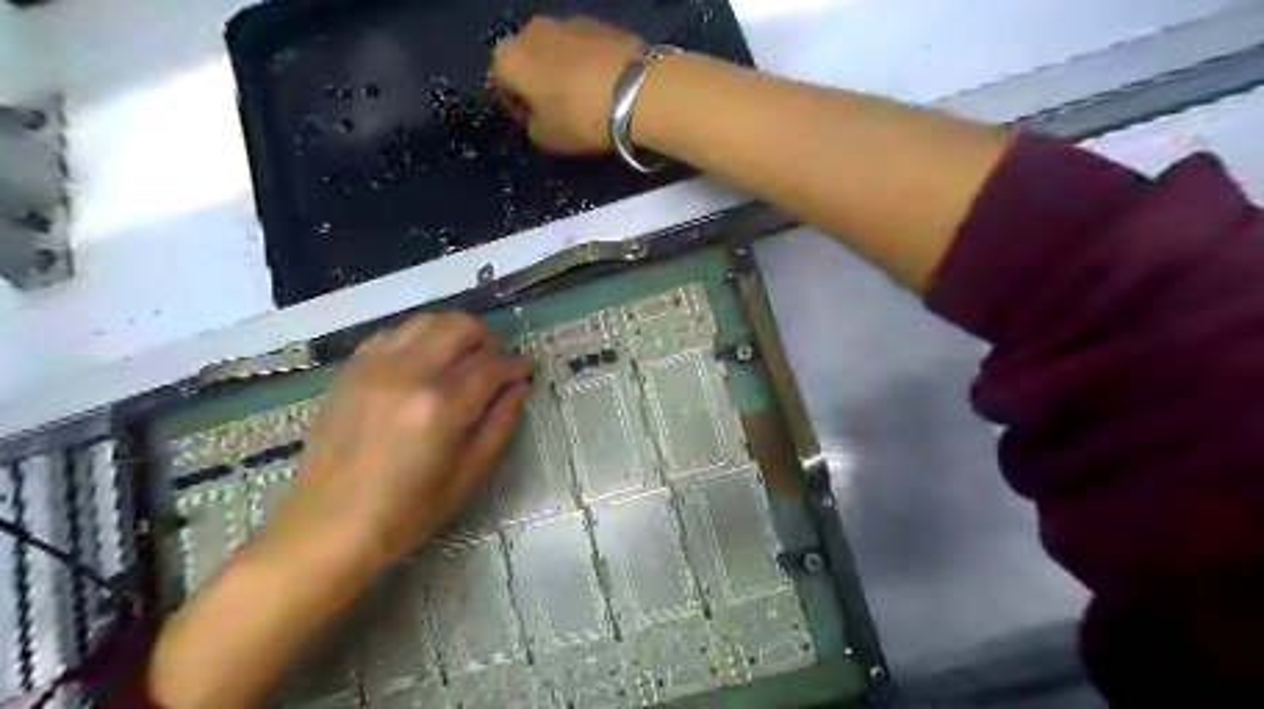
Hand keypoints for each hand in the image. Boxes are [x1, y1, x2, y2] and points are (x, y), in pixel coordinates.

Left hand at [259, 312, 528, 576]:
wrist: (326, 527)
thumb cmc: (406, 513)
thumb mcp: (467, 476)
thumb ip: (499, 425)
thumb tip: (519, 387)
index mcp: (441, 407)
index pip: (491, 365)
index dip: (515, 366)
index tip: (523, 373)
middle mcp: (408, 374)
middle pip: (460, 326)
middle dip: (486, 341)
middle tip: (491, 367)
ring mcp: (374, 367)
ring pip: (426, 320)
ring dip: (452, 334)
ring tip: (458, 363)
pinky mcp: (350, 370)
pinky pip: (393, 333)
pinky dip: (417, 340)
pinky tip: (421, 367)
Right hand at [490, 14, 644, 152]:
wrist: (638, 91)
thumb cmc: (579, 118)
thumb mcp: (545, 138)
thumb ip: (531, 125)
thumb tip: (536, 115)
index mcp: (509, 58)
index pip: (499, 81)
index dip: (514, 104)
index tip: (532, 121)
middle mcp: (532, 30)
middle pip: (526, 59)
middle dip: (536, 81)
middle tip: (556, 110)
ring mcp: (568, 21)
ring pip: (555, 50)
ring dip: (562, 69)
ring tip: (583, 97)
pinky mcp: (601, 23)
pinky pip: (584, 48)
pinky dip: (587, 63)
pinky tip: (603, 85)